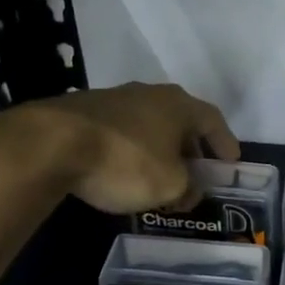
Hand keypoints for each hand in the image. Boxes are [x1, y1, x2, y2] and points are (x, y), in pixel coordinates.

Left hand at [13, 82, 240, 214]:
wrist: (53, 143)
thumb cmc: (125, 162)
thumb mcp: (168, 185)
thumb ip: (188, 188)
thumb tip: (191, 190)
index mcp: (177, 105)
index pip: (212, 119)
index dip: (224, 141)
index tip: (231, 161)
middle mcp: (149, 94)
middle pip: (180, 119)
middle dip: (191, 146)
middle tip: (197, 170)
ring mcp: (114, 99)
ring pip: (148, 124)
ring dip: (159, 148)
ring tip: (160, 174)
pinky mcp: (84, 111)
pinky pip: (121, 131)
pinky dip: (131, 149)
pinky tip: (124, 170)